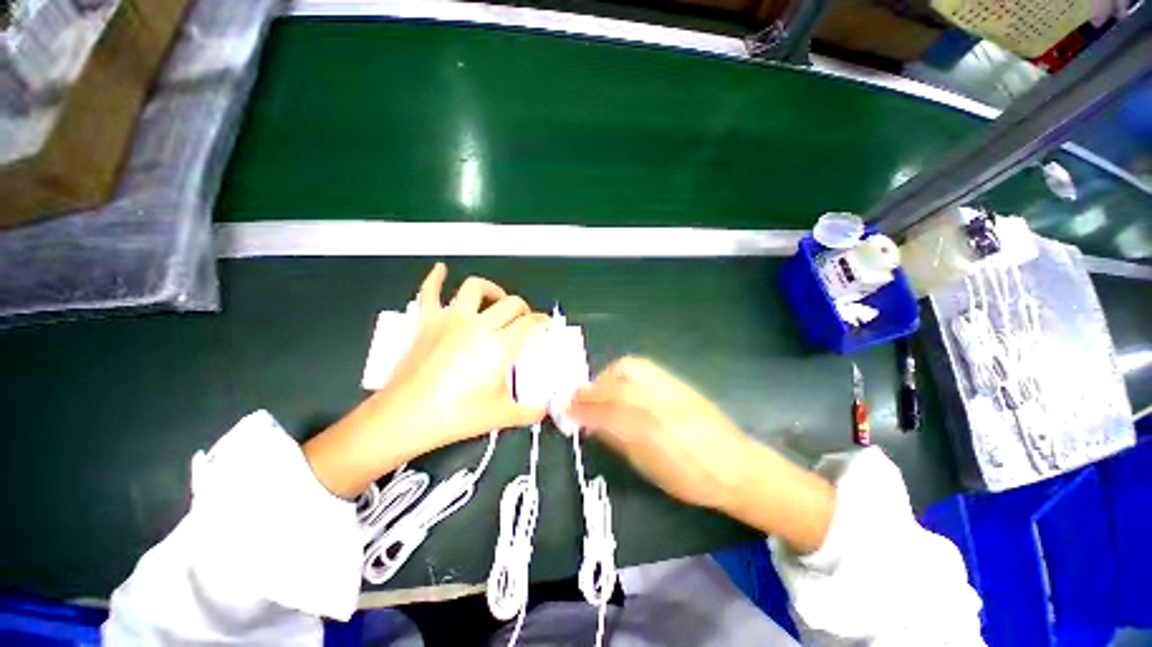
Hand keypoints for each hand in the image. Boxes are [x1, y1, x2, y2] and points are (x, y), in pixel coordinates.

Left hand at [304, 263, 547, 498]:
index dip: (541, 321)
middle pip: (509, 303)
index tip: (544, 324)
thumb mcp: (501, 415)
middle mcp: (477, 325)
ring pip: (475, 288)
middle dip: (523, 308)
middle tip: (524, 319)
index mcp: (498, 345)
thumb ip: (529, 411)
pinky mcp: (426, 322)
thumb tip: (544, 410)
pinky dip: (435, 278)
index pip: (529, 323)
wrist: (405, 418)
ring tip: (496, 298)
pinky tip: (441, 270)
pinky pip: (429, 292)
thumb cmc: (456, 416)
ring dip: (491, 289)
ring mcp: (450, 320)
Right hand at [567, 356, 753, 510]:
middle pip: (619, 382)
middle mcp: (663, 403)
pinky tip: (619, 384)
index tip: (567, 409)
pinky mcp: (679, 382)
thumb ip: (619, 440)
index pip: (609, 411)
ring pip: (631, 368)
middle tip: (579, 398)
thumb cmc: (692, 480)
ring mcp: (673, 388)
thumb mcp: (650, 469)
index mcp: (655, 433)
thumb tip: (593, 424)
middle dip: (593, 388)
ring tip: (599, 390)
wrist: (737, 467)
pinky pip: (645, 368)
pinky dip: (624, 373)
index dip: (584, 408)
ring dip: (607, 376)